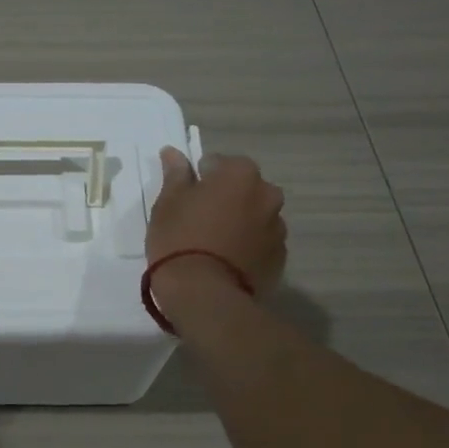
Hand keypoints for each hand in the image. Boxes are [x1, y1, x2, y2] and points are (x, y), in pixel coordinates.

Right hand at [146, 147, 285, 302]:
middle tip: (199, 219)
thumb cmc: (180, 238)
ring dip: (239, 221)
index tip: (185, 198)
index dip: (199, 179)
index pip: (218, 163)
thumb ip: (176, 174)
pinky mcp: (280, 259)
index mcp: (241, 174)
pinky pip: (261, 243)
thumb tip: (173, 152)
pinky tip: (226, 262)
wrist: (204, 294)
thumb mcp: (168, 202)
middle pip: (243, 188)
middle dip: (225, 198)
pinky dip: (248, 246)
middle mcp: (267, 195)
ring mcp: (278, 229)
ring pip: (255, 216)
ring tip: (214, 244)